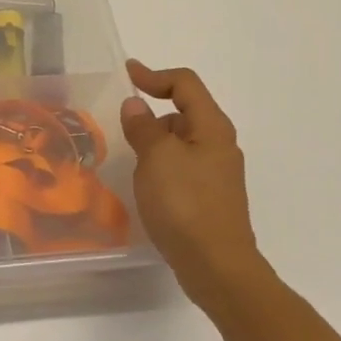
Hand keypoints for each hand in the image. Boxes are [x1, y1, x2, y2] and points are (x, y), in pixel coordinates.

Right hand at [119, 59, 273, 307]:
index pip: (186, 84)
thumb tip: (136, 105)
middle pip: (184, 111)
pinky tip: (145, 185)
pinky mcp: (208, 196)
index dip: (155, 75)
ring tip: (128, 159)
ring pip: (180, 141)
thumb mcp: (156, 158)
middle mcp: (219, 144)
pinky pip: (180, 166)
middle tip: (121, 127)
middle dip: (152, 111)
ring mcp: (216, 172)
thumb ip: (144, 127)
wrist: (216, 265)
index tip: (126, 75)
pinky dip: (160, 164)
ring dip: (154, 141)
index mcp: (211, 128)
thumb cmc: (185, 204)